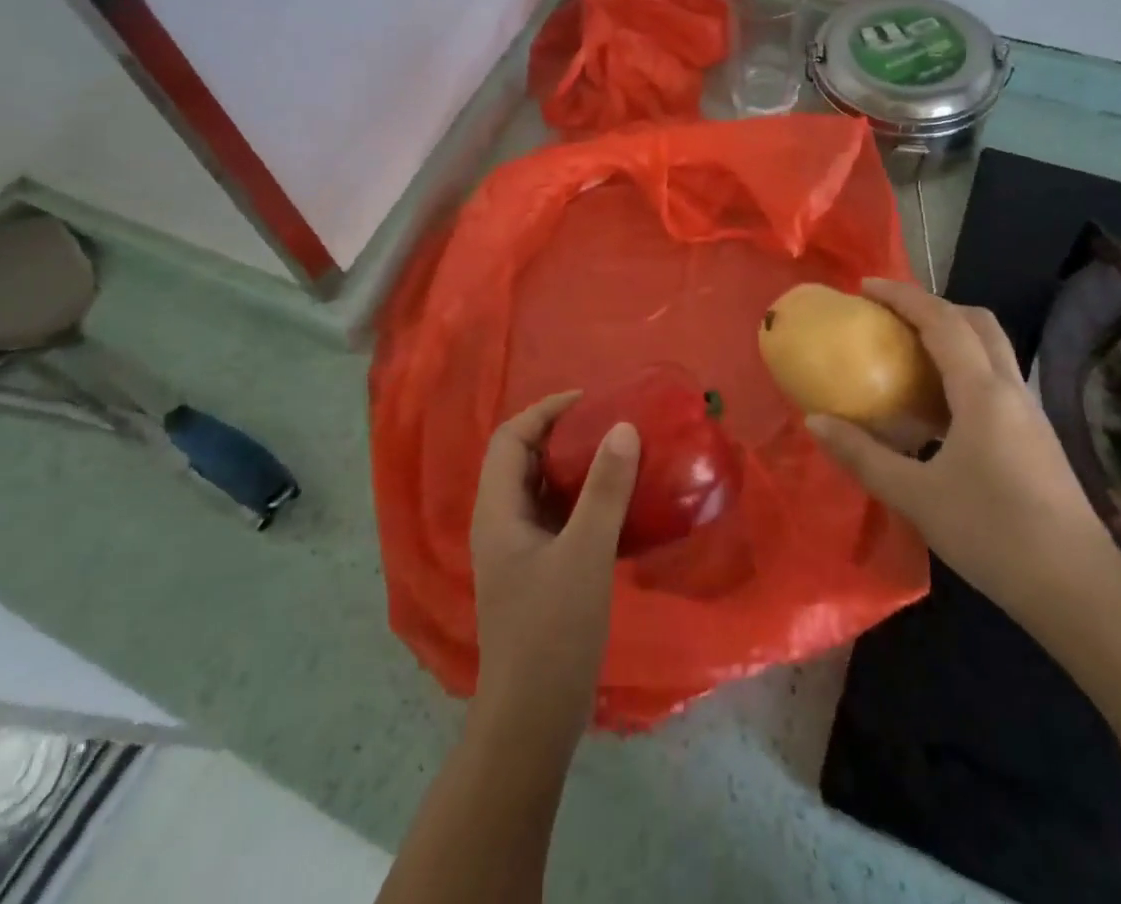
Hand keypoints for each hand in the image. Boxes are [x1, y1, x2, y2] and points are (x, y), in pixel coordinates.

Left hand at [469, 392, 638, 744]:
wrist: (532, 720)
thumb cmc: (553, 631)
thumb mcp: (585, 554)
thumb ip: (605, 490)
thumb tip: (623, 427)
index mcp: (497, 511)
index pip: (510, 438)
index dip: (545, 411)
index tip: (589, 401)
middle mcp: (499, 523)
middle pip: (522, 458)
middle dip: (562, 433)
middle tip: (608, 424)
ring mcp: (515, 550)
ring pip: (540, 488)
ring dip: (573, 466)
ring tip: (616, 454)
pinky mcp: (534, 571)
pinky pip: (555, 517)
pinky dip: (580, 499)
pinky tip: (616, 505)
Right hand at [806, 279, 1120, 631]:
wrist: (1079, 590)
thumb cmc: (994, 534)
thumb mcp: (916, 496)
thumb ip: (863, 455)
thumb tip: (815, 421)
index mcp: (982, 392)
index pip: (942, 322)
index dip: (903, 297)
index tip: (866, 287)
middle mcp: (1011, 390)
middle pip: (977, 322)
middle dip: (933, 306)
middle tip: (891, 315)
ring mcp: (1030, 413)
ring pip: (992, 349)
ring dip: (952, 335)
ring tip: (909, 353)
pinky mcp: (1037, 437)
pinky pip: (996, 380)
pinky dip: (964, 369)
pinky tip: (940, 408)